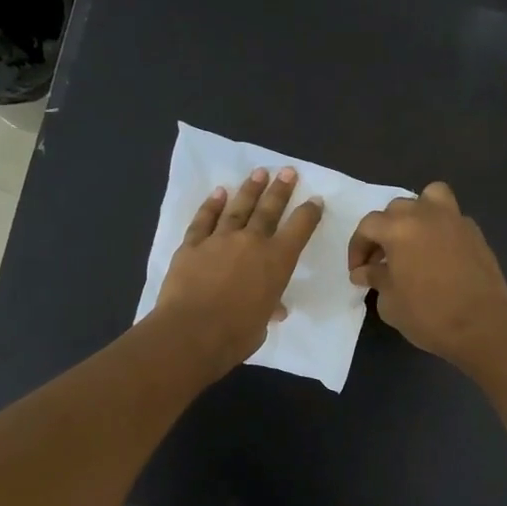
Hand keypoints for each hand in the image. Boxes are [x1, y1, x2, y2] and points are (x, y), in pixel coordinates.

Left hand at [155, 166, 323, 377]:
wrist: (192, 331)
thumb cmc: (236, 334)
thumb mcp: (262, 324)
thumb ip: (268, 309)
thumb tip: (273, 309)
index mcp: (277, 261)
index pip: (299, 229)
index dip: (309, 213)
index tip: (315, 200)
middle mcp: (251, 242)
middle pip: (269, 209)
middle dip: (280, 189)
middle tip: (287, 171)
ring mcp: (219, 240)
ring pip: (238, 208)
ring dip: (249, 190)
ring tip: (258, 174)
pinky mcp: (192, 245)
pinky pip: (204, 220)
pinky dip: (211, 206)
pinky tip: (218, 193)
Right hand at [348, 182, 506, 369]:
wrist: (483, 326)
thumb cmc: (429, 315)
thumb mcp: (390, 302)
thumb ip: (375, 279)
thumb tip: (365, 271)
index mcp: (399, 228)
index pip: (368, 226)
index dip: (357, 247)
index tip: (357, 272)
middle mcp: (426, 215)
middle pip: (397, 209)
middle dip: (384, 231)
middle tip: (381, 260)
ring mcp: (455, 220)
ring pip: (430, 198)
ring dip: (416, 214)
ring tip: (412, 240)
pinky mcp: (475, 233)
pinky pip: (451, 218)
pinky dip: (439, 228)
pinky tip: (437, 254)